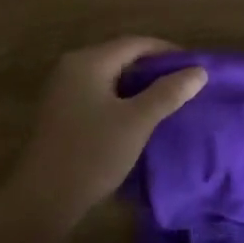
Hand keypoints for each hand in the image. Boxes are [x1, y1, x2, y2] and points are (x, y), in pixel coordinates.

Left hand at [5, 38, 207, 225]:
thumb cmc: (93, 154)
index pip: (136, 43)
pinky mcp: (62, 112)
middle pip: (122, 57)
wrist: (44, 199)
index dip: (168, 52)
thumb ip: (168, 93)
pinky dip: (123, 98)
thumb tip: (199, 71)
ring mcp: (63, 90)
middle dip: (155, 68)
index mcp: (88, 62)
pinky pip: (100, 93)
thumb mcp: (137, 121)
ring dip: (140, 85)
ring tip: (169, 100)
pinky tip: (140, 116)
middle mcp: (72, 67)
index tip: (196, 67)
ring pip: (111, 77)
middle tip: (186, 84)